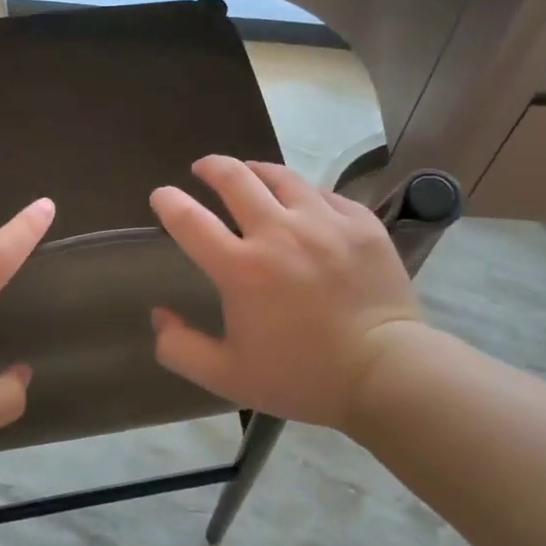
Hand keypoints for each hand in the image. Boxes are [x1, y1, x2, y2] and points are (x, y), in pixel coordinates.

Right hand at [148, 156, 425, 429]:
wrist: (386, 373)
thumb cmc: (302, 377)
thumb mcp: (227, 376)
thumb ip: (179, 348)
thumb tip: (159, 314)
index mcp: (240, 269)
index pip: (189, 220)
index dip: (168, 201)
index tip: (162, 195)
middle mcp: (278, 233)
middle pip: (235, 179)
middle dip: (211, 168)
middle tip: (203, 169)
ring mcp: (324, 222)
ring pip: (281, 176)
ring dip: (255, 171)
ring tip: (249, 175)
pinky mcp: (361, 222)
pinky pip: (323, 194)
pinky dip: (302, 194)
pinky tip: (301, 204)